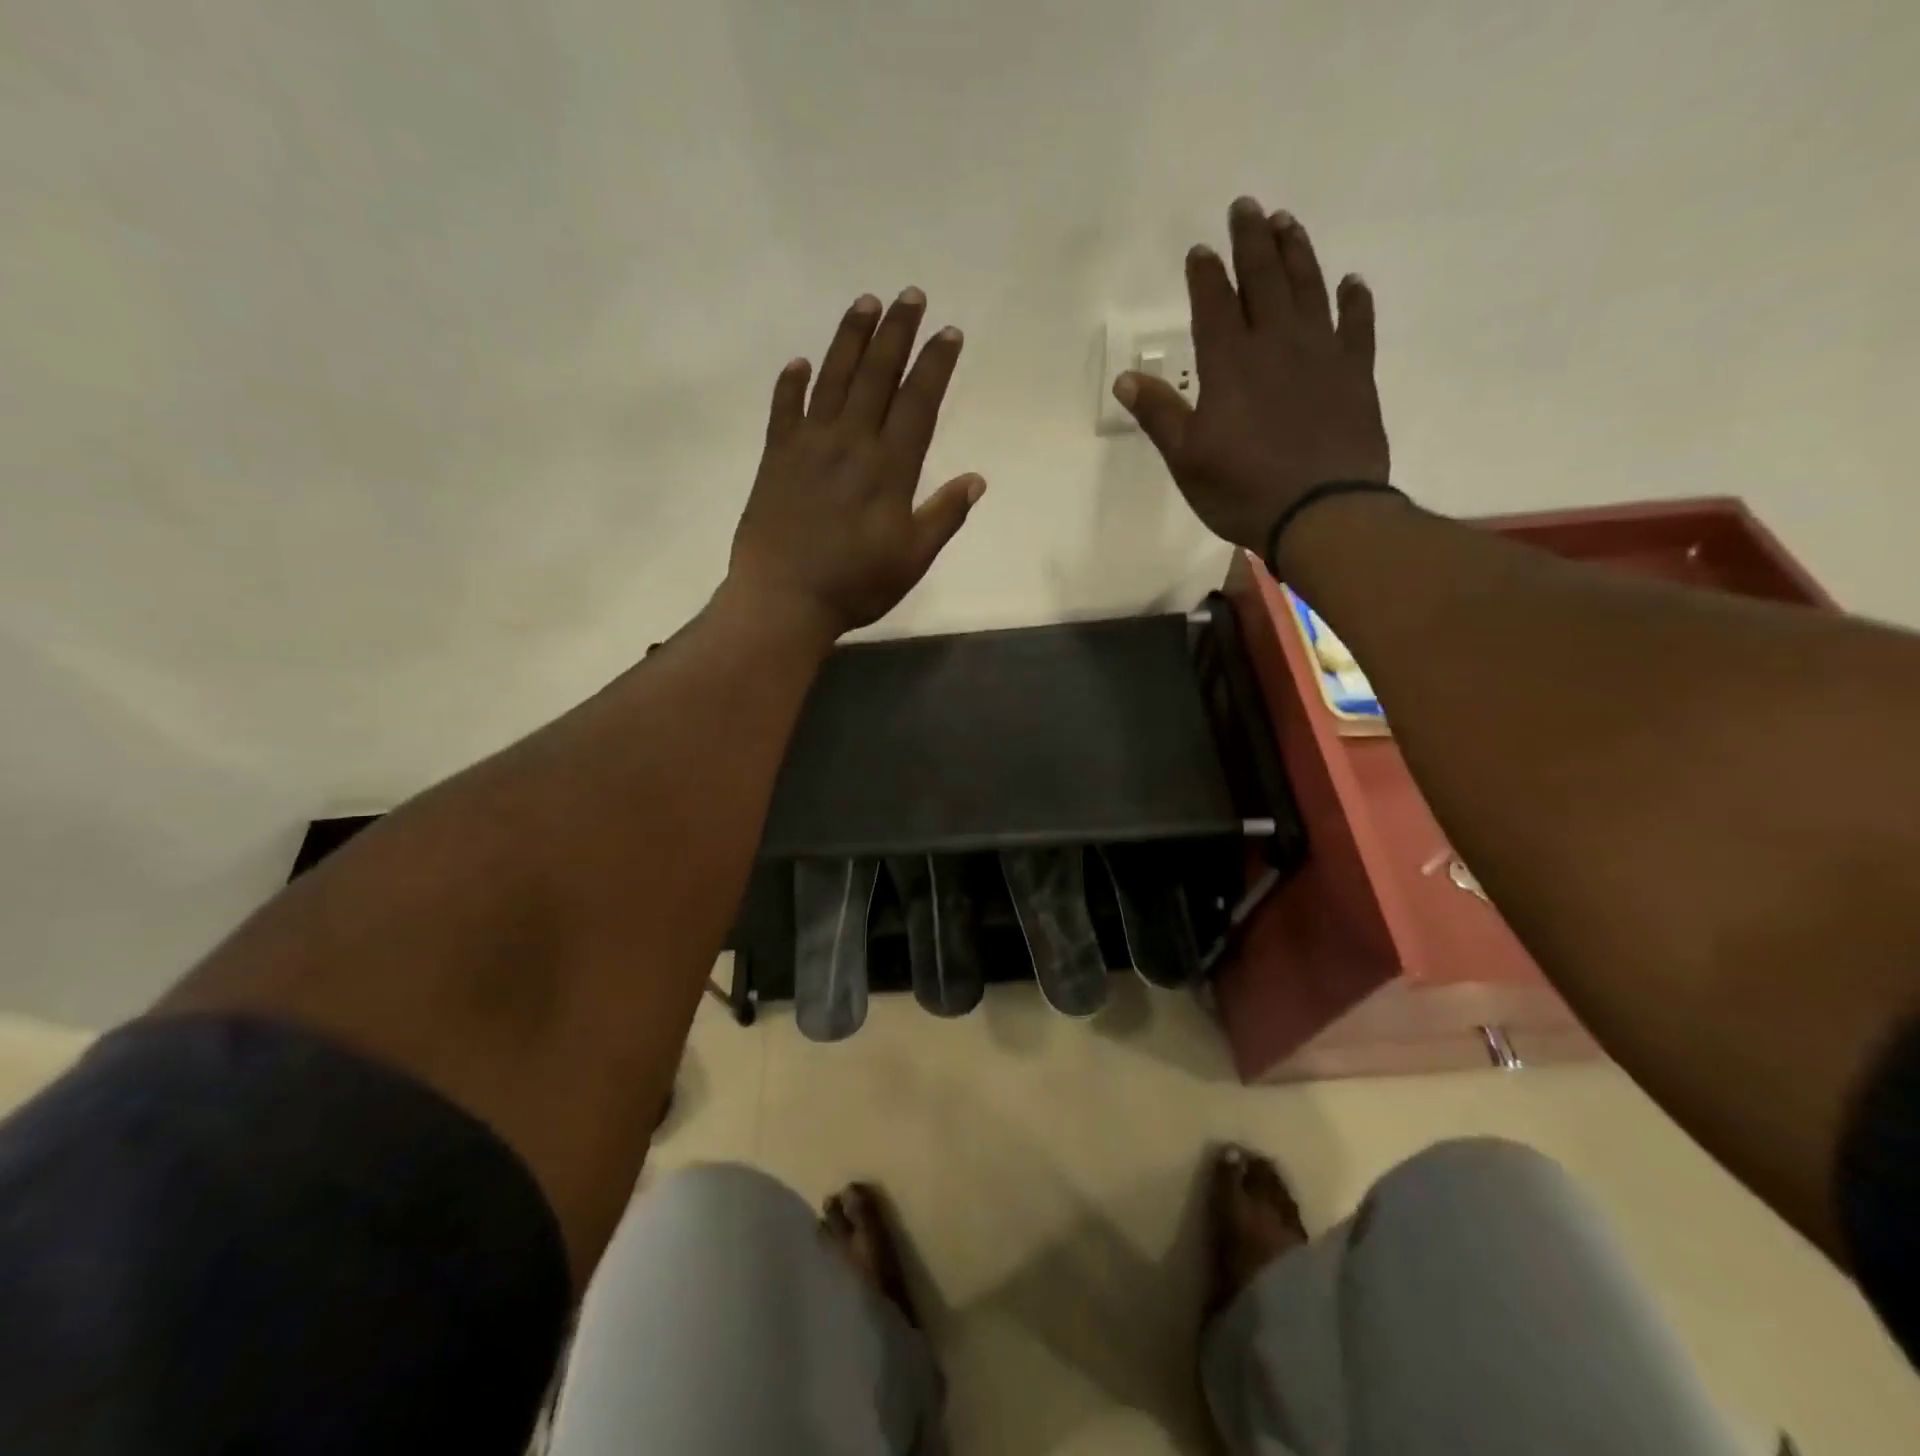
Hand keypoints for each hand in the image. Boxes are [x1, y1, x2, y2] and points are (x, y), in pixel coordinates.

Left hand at [728, 289, 984, 640]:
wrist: (783, 600)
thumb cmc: (855, 585)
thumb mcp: (912, 559)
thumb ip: (944, 516)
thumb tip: (977, 479)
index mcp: (889, 467)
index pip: (918, 402)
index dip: (935, 364)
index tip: (948, 331)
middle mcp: (851, 443)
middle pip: (876, 375)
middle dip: (896, 332)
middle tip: (910, 295)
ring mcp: (808, 446)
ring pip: (832, 379)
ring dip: (850, 339)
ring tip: (865, 304)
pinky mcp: (775, 458)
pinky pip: (784, 409)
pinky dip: (791, 384)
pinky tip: (798, 363)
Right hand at [1114, 198, 1389, 552]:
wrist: (1323, 512)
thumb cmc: (1243, 490)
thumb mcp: (1187, 460)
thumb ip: (1159, 415)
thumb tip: (1125, 379)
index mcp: (1229, 365)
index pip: (1214, 305)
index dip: (1205, 275)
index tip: (1201, 249)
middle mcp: (1276, 345)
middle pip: (1264, 280)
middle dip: (1251, 242)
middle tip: (1246, 207)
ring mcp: (1322, 354)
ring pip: (1309, 288)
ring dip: (1296, 253)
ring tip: (1286, 223)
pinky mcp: (1356, 374)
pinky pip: (1358, 324)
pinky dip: (1354, 299)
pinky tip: (1350, 282)